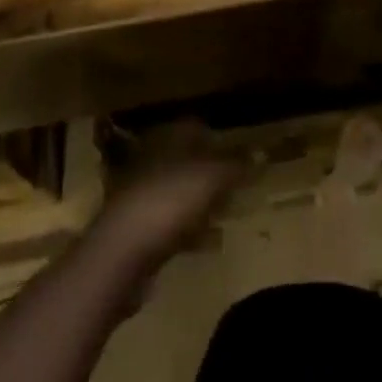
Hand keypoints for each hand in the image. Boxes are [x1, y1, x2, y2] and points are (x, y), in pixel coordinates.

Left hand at [88, 122, 246, 276]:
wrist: (120, 254)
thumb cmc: (168, 202)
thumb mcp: (210, 178)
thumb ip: (235, 165)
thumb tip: (261, 152)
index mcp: (166, 141)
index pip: (194, 127)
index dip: (217, 137)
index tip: (239, 151)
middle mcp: (151, 162)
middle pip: (186, 161)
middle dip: (211, 171)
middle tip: (237, 183)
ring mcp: (142, 197)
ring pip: (179, 192)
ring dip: (201, 202)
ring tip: (228, 211)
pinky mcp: (138, 231)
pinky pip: (172, 224)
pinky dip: (191, 230)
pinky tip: (210, 243)